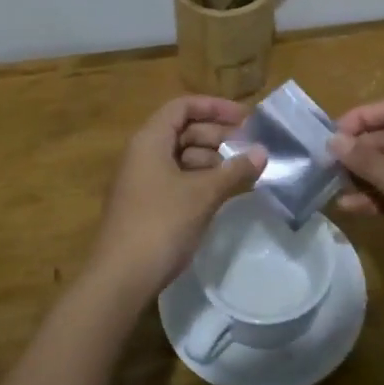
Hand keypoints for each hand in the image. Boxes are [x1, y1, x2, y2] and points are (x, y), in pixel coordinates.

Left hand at [89, 96, 267, 303]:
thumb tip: (263, 152)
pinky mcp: (145, 204)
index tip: (246, 119)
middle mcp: (142, 153)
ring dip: (211, 159)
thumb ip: (234, 170)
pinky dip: (200, 180)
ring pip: (181, 156)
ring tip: (241, 172)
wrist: (121, 278)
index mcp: (149, 140)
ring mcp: (142, 180)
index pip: (183, 106)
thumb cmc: (161, 224)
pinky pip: (176, 179)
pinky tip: (222, 193)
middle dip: (218, 135)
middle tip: (250, 148)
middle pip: (183, 130)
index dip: (215, 107)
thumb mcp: (203, 194)